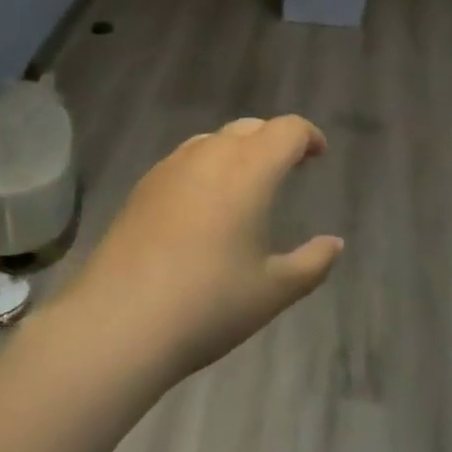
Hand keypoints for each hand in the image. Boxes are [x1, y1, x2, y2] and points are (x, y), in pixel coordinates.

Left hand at [67, 115, 341, 381]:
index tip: (318, 154)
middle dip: (273, 140)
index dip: (308, 136)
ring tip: (244, 184)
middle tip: (287, 167)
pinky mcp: (141, 188)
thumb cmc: (208, 304)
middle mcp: (210, 155)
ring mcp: (170, 168)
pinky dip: (205, 167)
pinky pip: (184, 161)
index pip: (287, 130)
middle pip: (250, 127)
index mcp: (249, 169)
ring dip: (237, 150)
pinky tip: (202, 206)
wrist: (117, 324)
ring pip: (213, 140)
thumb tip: (335, 244)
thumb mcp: (273, 291)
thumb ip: (312, 263)